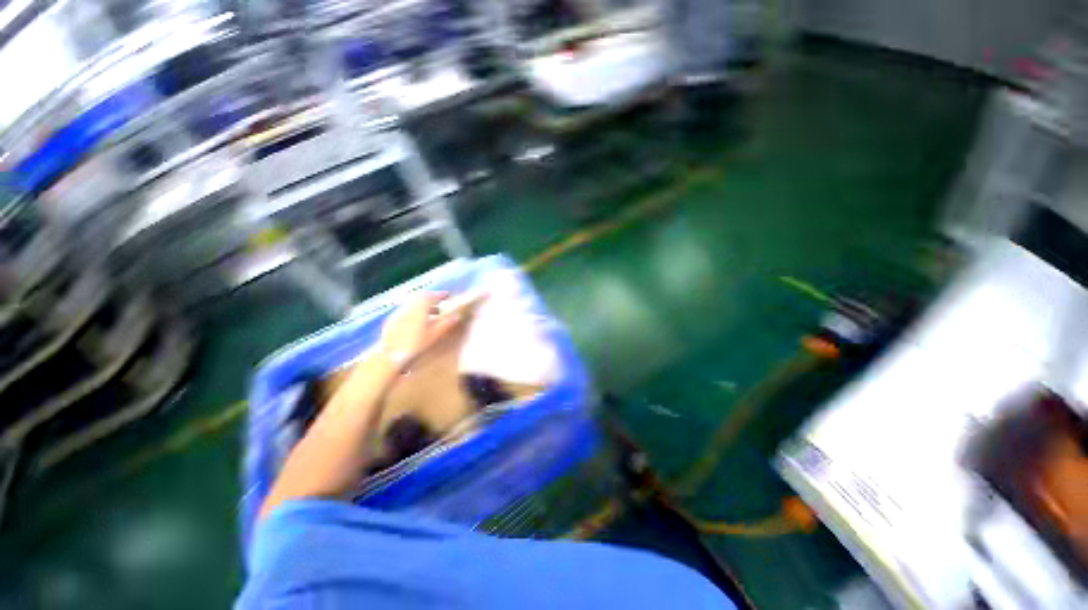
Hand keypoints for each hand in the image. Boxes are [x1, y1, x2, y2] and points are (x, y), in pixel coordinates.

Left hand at [379, 292, 459, 370]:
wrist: (390, 356)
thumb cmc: (415, 344)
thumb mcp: (434, 335)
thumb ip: (445, 324)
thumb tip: (456, 316)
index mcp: (419, 308)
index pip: (431, 296)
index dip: (440, 295)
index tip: (448, 295)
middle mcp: (408, 307)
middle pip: (420, 297)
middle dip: (431, 298)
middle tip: (440, 302)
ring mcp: (398, 313)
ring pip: (412, 304)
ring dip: (423, 305)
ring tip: (433, 313)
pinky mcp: (391, 321)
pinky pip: (406, 310)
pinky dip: (415, 311)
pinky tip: (419, 321)